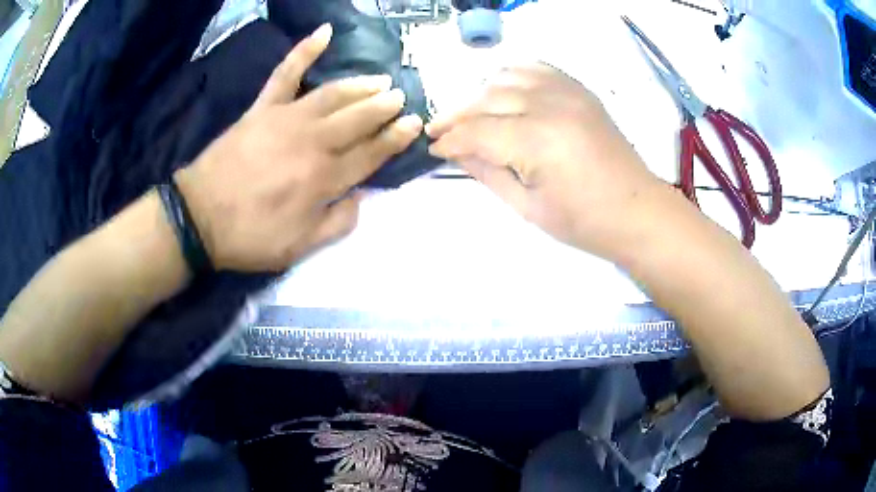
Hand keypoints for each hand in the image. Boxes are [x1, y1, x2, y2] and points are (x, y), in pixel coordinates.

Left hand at [175, 24, 421, 271]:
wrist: (200, 218)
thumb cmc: (250, 236)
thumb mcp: (299, 248)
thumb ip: (337, 224)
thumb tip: (361, 196)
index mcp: (324, 179)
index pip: (371, 153)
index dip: (395, 138)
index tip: (413, 123)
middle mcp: (313, 142)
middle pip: (358, 118)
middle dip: (383, 107)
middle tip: (399, 98)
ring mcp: (287, 118)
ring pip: (334, 94)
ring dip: (360, 85)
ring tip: (379, 80)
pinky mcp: (263, 108)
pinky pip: (286, 73)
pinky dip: (305, 50)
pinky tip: (324, 32)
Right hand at [427, 64, 665, 259]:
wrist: (636, 210)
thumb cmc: (584, 221)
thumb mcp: (527, 208)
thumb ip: (487, 173)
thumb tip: (456, 153)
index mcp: (537, 141)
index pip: (477, 131)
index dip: (450, 140)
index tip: (433, 148)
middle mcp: (549, 105)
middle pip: (487, 99)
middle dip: (457, 116)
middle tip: (441, 132)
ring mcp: (567, 92)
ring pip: (506, 77)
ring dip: (482, 95)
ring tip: (473, 115)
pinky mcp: (579, 90)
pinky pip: (535, 69)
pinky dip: (512, 77)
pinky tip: (505, 93)